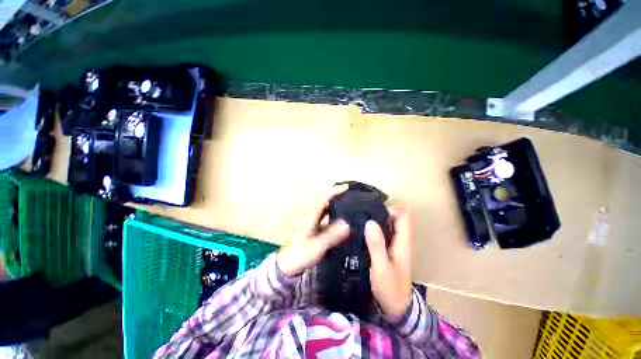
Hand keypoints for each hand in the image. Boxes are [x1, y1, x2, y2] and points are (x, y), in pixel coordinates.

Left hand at [277, 185, 350, 275]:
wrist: (288, 264)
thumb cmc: (300, 254)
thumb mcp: (317, 246)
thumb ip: (331, 235)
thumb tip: (347, 224)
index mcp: (311, 216)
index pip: (323, 198)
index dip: (334, 192)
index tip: (345, 187)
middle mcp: (311, 216)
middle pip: (324, 201)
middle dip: (336, 195)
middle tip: (350, 194)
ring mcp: (312, 222)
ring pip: (325, 209)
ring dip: (335, 204)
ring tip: (348, 204)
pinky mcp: (313, 228)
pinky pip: (325, 217)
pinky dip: (333, 214)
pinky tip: (341, 219)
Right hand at [365, 206, 412, 316]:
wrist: (396, 308)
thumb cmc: (390, 289)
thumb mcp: (381, 267)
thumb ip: (376, 245)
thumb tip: (370, 222)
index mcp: (403, 242)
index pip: (404, 216)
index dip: (391, 208)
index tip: (373, 210)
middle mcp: (401, 241)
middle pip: (396, 218)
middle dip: (381, 212)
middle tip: (362, 213)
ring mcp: (395, 245)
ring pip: (389, 225)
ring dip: (377, 220)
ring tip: (359, 219)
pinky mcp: (388, 250)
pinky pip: (383, 234)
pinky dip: (374, 229)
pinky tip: (361, 231)